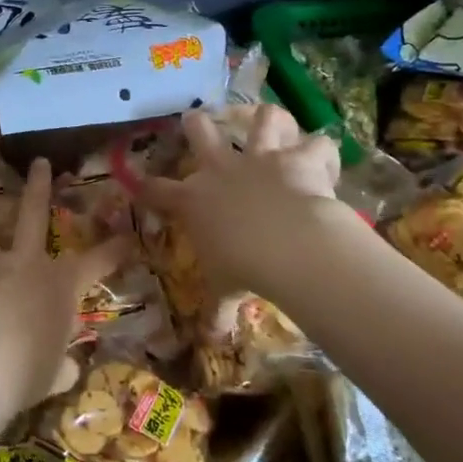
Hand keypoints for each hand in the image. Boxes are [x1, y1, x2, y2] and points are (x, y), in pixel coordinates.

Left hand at [0, 158, 128, 419]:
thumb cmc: (21, 377)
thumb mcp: (53, 376)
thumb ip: (61, 366)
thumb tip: (69, 369)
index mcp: (59, 286)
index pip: (98, 262)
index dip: (116, 249)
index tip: (129, 237)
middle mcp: (23, 262)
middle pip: (33, 211)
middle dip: (38, 185)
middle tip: (38, 163)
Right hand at [138, 106, 343, 298]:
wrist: (284, 244)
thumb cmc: (242, 268)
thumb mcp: (224, 291)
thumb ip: (216, 312)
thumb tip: (210, 342)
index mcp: (194, 200)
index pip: (157, 189)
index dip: (145, 184)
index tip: (138, 180)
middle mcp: (221, 169)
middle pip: (200, 131)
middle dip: (195, 123)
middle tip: (196, 121)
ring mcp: (260, 158)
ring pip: (260, 118)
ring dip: (266, 119)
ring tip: (272, 122)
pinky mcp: (297, 158)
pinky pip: (316, 145)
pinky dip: (321, 151)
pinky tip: (324, 158)